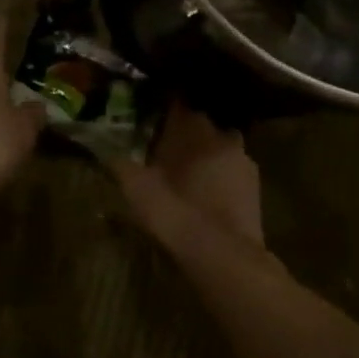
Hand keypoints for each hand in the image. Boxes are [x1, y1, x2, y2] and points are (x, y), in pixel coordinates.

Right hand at [112, 100, 266, 251]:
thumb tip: (104, 148)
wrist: (221, 252)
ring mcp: (242, 158)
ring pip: (219, 145)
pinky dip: (221, 174)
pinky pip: (232, 168)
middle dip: (185, 133)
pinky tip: (207, 191)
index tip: (149, 116)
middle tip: (165, 146)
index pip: (176, 104)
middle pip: (200, 124)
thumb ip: (120, 163)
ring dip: (205, 152)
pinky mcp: (255, 183)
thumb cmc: (174, 211)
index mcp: (190, 127)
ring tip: (187, 170)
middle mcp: (219, 134)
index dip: (161, 109)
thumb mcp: (135, 187)